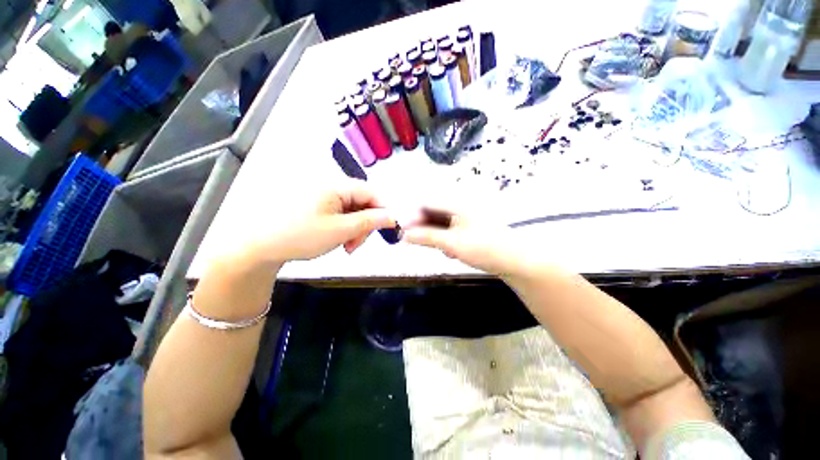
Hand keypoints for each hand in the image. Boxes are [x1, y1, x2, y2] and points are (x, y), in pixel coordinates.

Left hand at [241, 180, 396, 265]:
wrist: (257, 247)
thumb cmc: (299, 236)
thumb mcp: (340, 230)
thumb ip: (370, 222)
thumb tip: (392, 216)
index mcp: (335, 186)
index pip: (371, 192)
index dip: (383, 210)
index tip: (386, 229)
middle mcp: (330, 187)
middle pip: (361, 203)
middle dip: (364, 225)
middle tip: (356, 245)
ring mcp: (321, 197)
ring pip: (351, 211)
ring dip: (354, 229)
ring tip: (346, 246)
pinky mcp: (315, 206)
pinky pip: (338, 214)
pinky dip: (343, 228)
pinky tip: (337, 240)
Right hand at [402, 206, 526, 276]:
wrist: (516, 261)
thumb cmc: (485, 248)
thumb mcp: (452, 243)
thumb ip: (427, 237)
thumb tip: (404, 235)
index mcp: (458, 202)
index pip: (427, 203)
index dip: (412, 215)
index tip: (402, 230)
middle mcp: (461, 206)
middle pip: (433, 213)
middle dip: (424, 228)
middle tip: (414, 242)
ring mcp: (467, 217)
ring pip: (441, 223)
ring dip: (435, 236)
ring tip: (442, 250)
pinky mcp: (470, 227)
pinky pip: (450, 230)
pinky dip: (446, 240)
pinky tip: (452, 251)